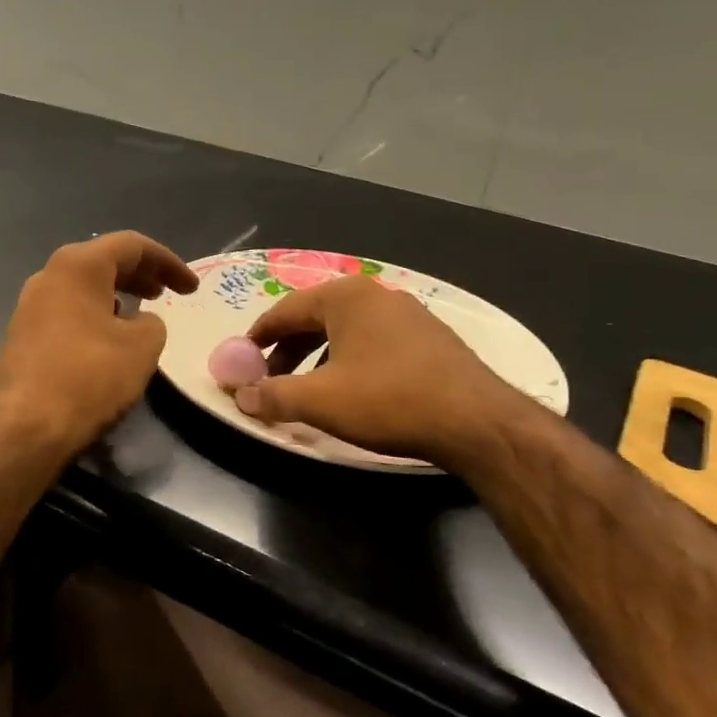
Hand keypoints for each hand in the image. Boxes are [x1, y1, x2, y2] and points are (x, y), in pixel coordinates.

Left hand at [0, 232, 197, 457]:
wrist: (23, 427)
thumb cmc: (89, 376)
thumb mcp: (142, 347)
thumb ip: (152, 323)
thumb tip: (139, 322)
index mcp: (78, 265)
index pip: (132, 245)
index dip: (168, 262)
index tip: (192, 288)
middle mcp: (49, 276)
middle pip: (103, 262)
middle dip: (141, 275)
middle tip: (167, 294)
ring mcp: (30, 307)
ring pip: (83, 288)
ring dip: (117, 296)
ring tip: (140, 317)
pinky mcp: (22, 336)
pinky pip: (68, 313)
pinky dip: (95, 317)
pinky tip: (108, 342)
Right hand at [235, 276, 522, 465]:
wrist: (475, 421)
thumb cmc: (387, 400)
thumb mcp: (318, 400)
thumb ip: (272, 395)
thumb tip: (241, 397)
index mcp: (345, 297)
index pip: (285, 310)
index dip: (258, 337)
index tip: (242, 359)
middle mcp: (376, 295)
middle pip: (315, 318)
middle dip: (288, 350)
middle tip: (271, 379)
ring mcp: (409, 314)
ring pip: (346, 332)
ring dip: (318, 358)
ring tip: (309, 390)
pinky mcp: (431, 339)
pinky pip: (374, 343)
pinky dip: (350, 361)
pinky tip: (354, 391)